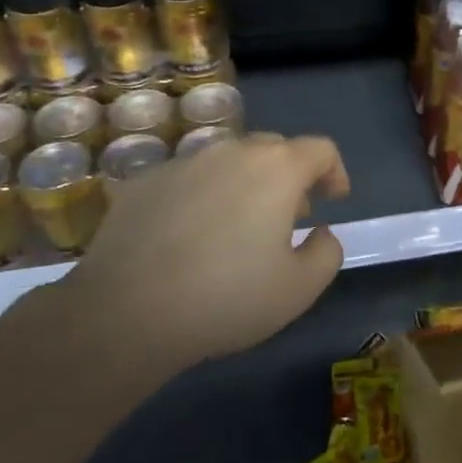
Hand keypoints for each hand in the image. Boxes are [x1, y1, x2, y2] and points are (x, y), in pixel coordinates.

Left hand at [60, 132, 350, 365]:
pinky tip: (189, 236)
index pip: (320, 150)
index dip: (335, 172)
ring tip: (238, 226)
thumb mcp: (300, 289)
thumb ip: (327, 252)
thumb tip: (321, 232)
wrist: (126, 313)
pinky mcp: (144, 181)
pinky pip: (188, 179)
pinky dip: (202, 196)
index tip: (334, 199)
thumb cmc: (227, 298)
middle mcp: (231, 151)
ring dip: (245, 184)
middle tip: (290, 216)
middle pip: (274, 149)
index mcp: (276, 169)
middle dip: (290, 177)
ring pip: (228, 161)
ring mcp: (183, 162)